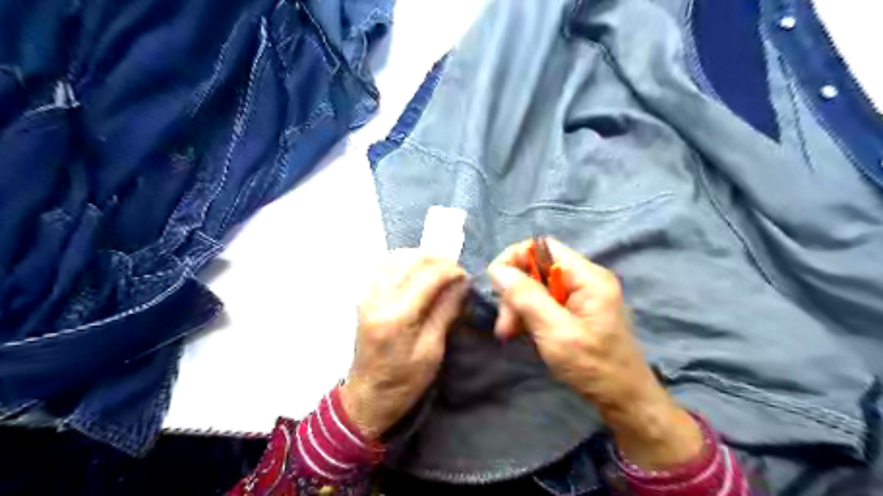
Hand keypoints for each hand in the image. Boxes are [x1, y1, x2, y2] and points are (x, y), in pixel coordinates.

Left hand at [339, 250, 467, 439]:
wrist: (367, 396)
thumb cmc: (404, 382)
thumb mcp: (431, 353)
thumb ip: (445, 313)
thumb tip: (462, 285)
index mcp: (397, 318)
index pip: (427, 276)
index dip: (451, 270)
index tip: (466, 277)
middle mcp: (378, 300)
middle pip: (410, 260)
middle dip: (438, 259)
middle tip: (456, 271)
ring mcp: (367, 296)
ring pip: (395, 257)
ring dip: (420, 257)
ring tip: (439, 268)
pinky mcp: (364, 297)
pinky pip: (383, 266)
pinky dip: (404, 261)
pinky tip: (417, 270)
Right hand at [486, 238, 700, 470]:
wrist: (625, 400)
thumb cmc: (594, 367)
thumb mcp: (556, 332)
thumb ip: (526, 297)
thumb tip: (497, 269)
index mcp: (587, 277)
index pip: (542, 246)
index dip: (515, 258)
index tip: (497, 285)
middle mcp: (585, 279)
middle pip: (537, 268)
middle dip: (515, 291)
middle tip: (505, 324)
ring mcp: (582, 295)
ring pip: (537, 286)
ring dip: (519, 306)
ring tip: (509, 333)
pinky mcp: (577, 310)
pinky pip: (545, 301)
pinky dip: (529, 314)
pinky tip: (521, 333)